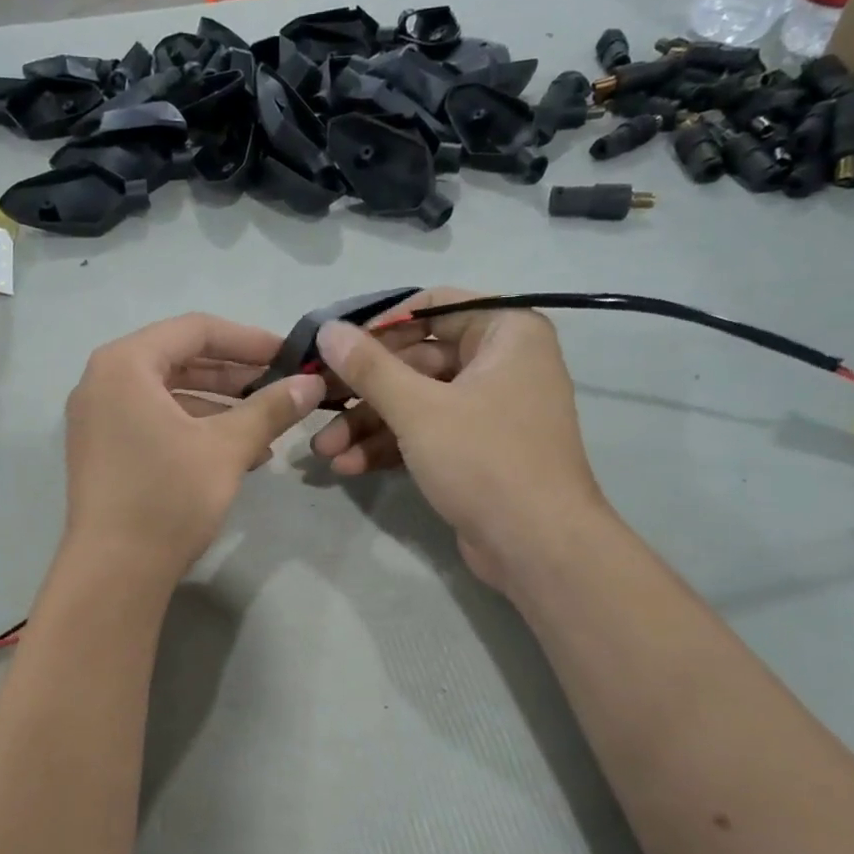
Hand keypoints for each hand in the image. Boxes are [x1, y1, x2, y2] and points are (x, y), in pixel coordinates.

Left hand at [63, 314, 325, 584]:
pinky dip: (194, 430)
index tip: (288, 356)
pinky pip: (154, 422)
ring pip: (169, 396)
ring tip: (267, 429)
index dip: (248, 339)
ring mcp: (98, 418)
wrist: (114, 572)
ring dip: (220, 408)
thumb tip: (310, 385)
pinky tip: (238, 454)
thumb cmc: (168, 496)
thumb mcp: (227, 447)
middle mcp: (103, 381)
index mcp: (125, 364)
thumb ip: (270, 408)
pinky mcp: (103, 451)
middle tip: (281, 389)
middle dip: (235, 376)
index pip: (195, 330)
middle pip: (180, 361)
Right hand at [310, 288, 602, 589]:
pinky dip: (389, 446)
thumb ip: (369, 367)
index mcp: (505, 332)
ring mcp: (488, 409)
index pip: (431, 308)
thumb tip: (327, 329)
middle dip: (363, 390)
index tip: (334, 347)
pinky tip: (347, 465)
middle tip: (316, 403)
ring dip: (367, 425)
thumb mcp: (418, 409)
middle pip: (416, 360)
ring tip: (323, 449)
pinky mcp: (475, 449)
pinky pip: (426, 433)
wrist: (537, 546)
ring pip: (415, 401)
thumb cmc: (484, 459)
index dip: (378, 326)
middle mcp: (500, 363)